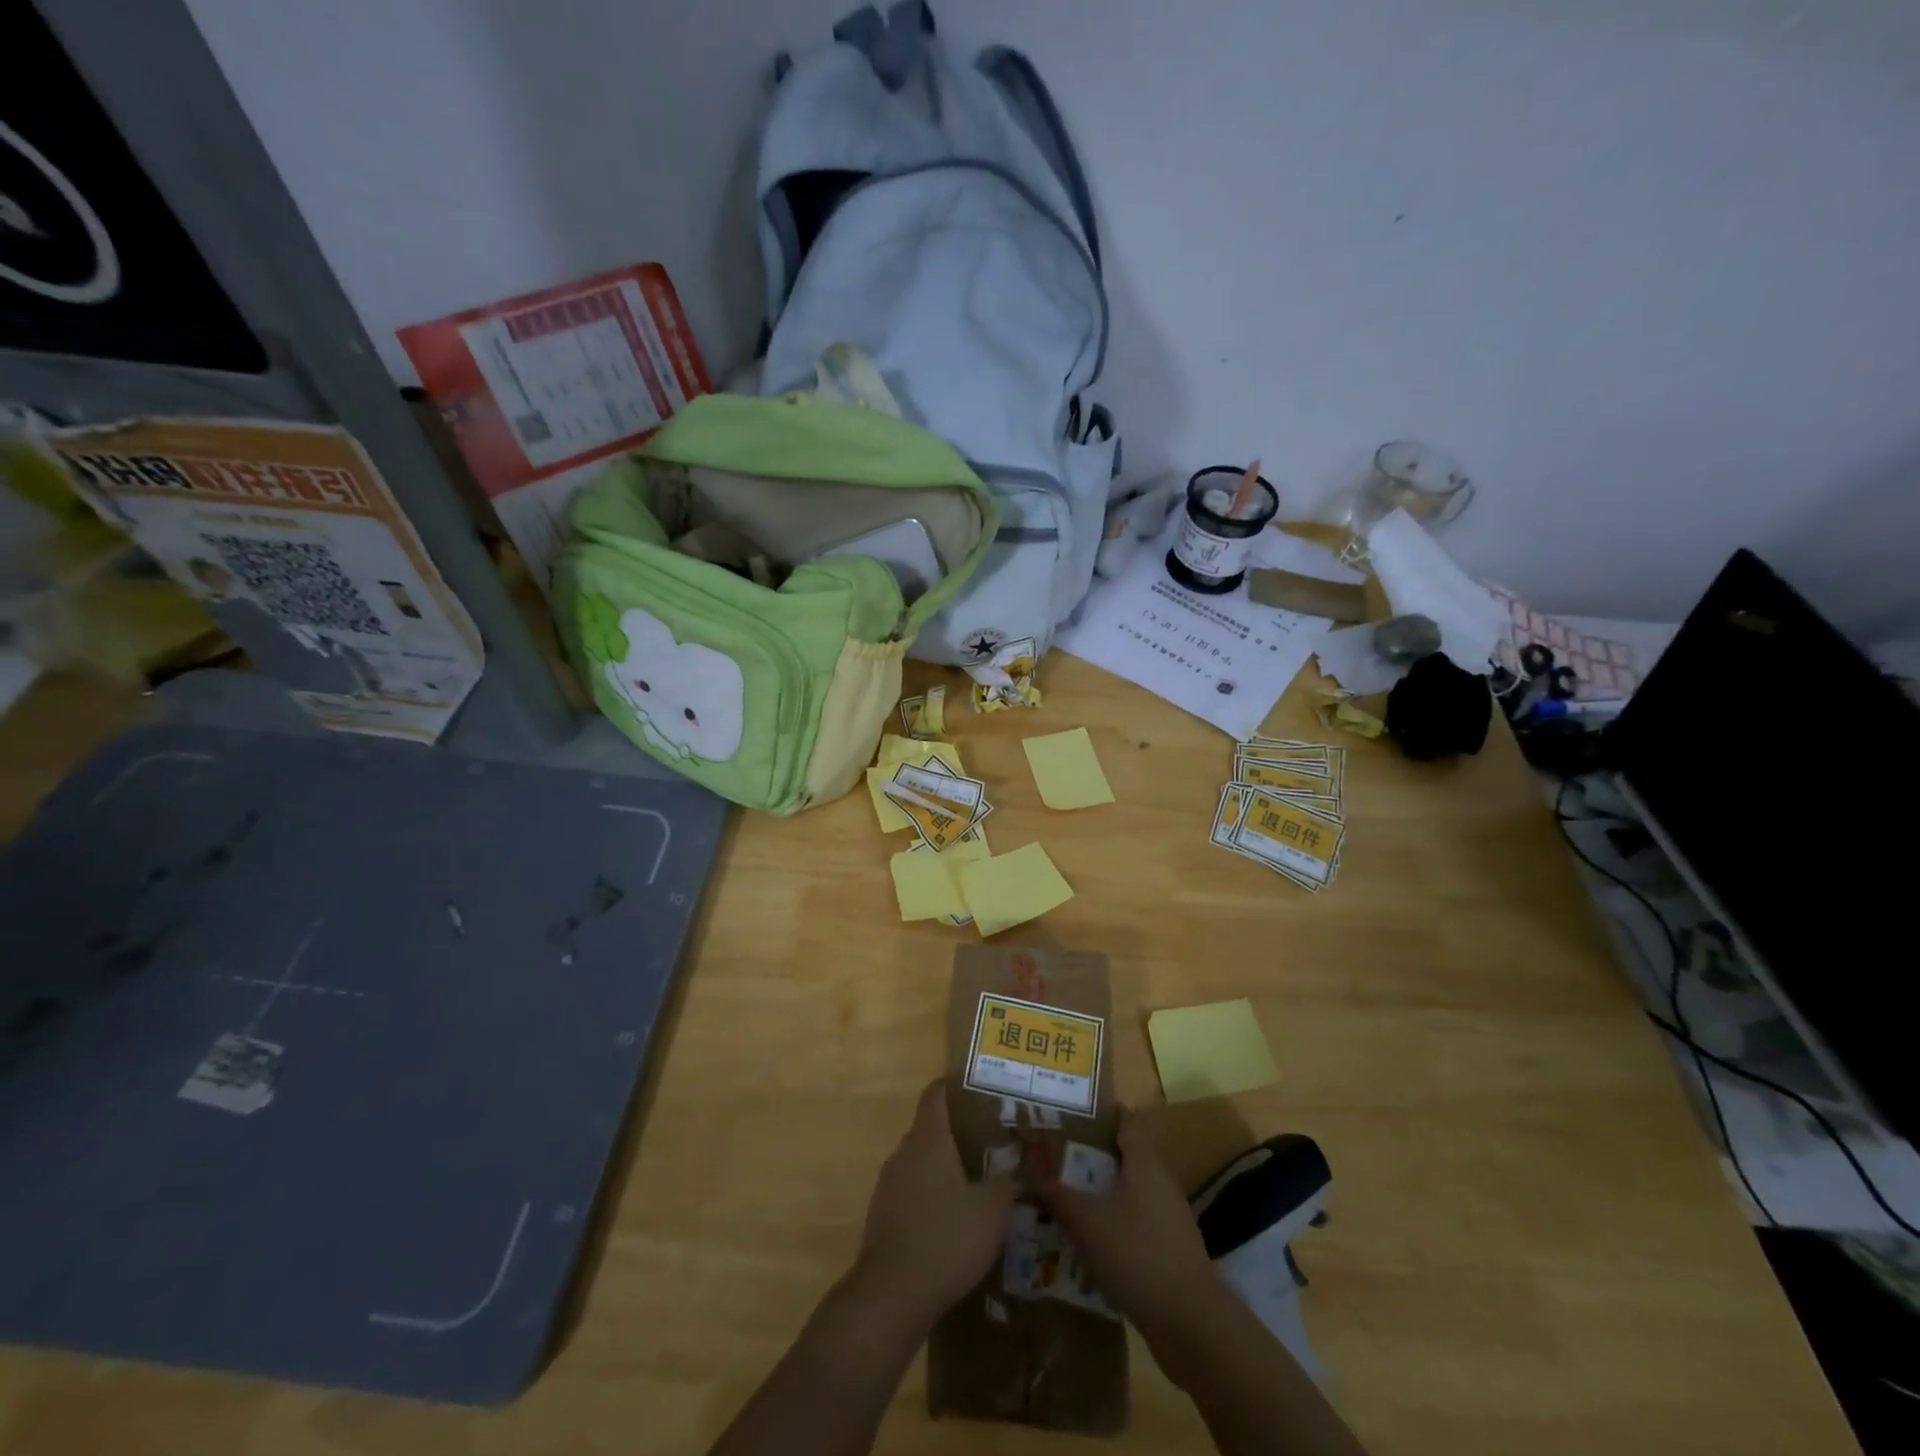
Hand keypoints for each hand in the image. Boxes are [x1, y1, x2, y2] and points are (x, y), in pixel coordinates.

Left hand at [854, 1079, 1015, 1330]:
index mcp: (928, 1138)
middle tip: (991, 1141)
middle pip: (930, 1129)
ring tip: (976, 1181)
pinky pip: (911, 1192)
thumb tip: (1027, 1167)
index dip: (955, 1087)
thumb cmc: (947, 1237)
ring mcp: (888, 1185)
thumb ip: (1010, 1182)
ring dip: (944, 1168)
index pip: (936, 1094)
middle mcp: (904, 1152)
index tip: (979, 1090)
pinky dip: (931, 1196)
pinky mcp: (882, 1216)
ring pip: (920, 1162)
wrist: (892, 1295)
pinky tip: (952, 1220)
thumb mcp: (992, 1210)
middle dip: (957, 1132)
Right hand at [1038, 1106, 1221, 1336]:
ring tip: (1066, 1194)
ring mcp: (1169, 1217)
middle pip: (1126, 1155)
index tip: (1073, 1110)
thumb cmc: (1137, 1255)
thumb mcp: (1087, 1222)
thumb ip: (1057, 1194)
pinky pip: (1136, 1222)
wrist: (1191, 1323)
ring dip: (1102, 1191)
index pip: (1126, 1121)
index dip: (1101, 1112)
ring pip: (1130, 1191)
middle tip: (1057, 1153)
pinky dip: (1113, 1222)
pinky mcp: (1170, 1249)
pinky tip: (1090, 1239)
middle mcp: (1160, 1181)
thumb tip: (1027, 1171)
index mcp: (1144, 1162)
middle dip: (1093, 1153)